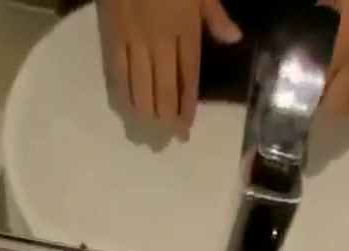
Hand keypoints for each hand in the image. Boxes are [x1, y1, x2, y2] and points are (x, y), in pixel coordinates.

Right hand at [102, 0, 241, 128]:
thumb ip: (214, 12)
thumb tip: (234, 39)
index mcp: (184, 24)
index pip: (188, 76)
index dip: (187, 106)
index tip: (185, 129)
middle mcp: (160, 39)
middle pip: (165, 90)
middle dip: (167, 119)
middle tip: (167, 139)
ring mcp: (135, 38)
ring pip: (142, 89)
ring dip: (146, 114)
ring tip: (149, 130)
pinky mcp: (113, 33)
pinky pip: (118, 73)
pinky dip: (124, 94)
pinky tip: (128, 110)